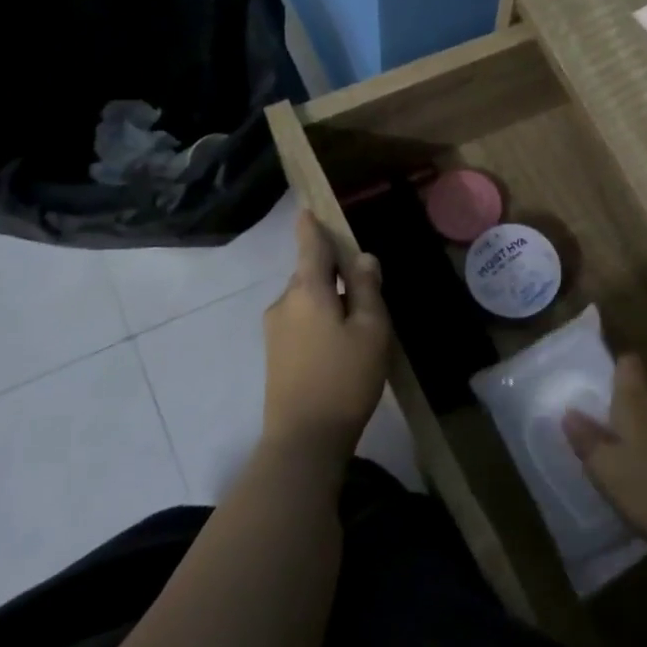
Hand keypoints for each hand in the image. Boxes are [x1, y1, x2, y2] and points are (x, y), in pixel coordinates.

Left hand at [261, 211, 390, 464]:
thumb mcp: (371, 330)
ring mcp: (275, 330)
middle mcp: (284, 303)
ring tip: (359, 327)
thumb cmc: (345, 378)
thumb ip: (366, 289)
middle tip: (367, 290)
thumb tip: (362, 258)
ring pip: (307, 300)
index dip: (312, 226)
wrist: (304, 439)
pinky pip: (301, 321)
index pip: (310, 246)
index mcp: (308, 290)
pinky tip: (341, 347)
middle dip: (333, 273)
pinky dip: (321, 321)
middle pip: (310, 274)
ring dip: (329, 301)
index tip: (309, 208)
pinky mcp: (275, 354)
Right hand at [563, 355, 646, 552]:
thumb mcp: (606, 468)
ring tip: (610, 450)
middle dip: (616, 401)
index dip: (611, 368)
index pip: (628, 362)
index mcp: (637, 399)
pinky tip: (639, 472)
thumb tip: (569, 412)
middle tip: (591, 422)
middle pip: (638, 388)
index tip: (592, 386)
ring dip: (632, 426)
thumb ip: (586, 439)